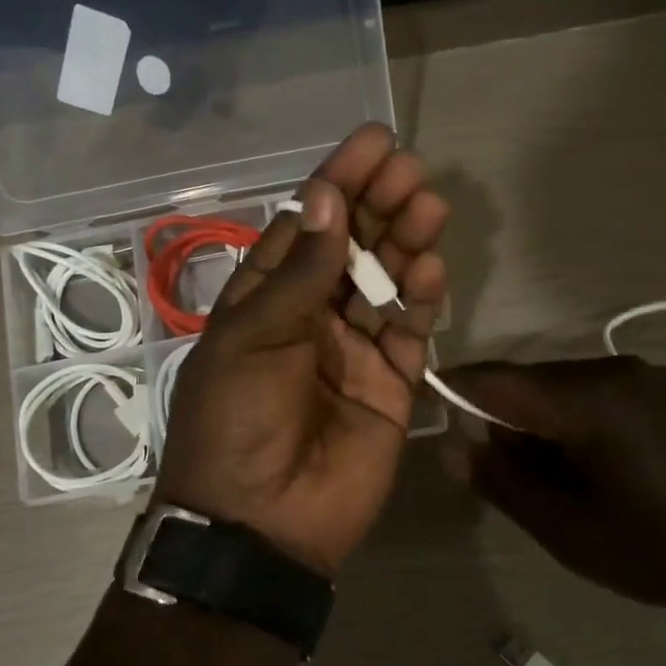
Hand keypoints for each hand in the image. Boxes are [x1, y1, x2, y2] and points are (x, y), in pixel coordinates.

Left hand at [153, 124, 448, 576]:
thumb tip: (325, 198)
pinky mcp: (391, 386)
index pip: (305, 228)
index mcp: (264, 301)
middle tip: (410, 170)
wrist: (261, 523)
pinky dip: (421, 301)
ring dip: (406, 243)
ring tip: (429, 206)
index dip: (337, 184)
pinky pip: (410, 333)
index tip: (373, 143)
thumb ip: (300, 273)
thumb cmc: (237, 421)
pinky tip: (429, 271)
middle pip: (351, 249)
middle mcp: (311, 318)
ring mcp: (354, 351)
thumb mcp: (253, 338)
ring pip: (387, 284)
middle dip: (378, 205)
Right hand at [442, 357, 665, 616]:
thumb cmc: (664, 549)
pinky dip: (574, 420)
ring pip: (561, 386)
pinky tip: (596, 466)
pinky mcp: (665, 389)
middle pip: (528, 382)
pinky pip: (596, 391)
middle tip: (507, 478)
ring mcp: (645, 375)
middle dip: (502, 421)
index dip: (455, 392)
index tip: (430, 414)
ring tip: (558, 481)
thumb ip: (504, 484)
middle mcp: (613, 370)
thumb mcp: (570, 532)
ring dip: (540, 423)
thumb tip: (453, 447)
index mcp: (588, 401)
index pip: (496, 381)